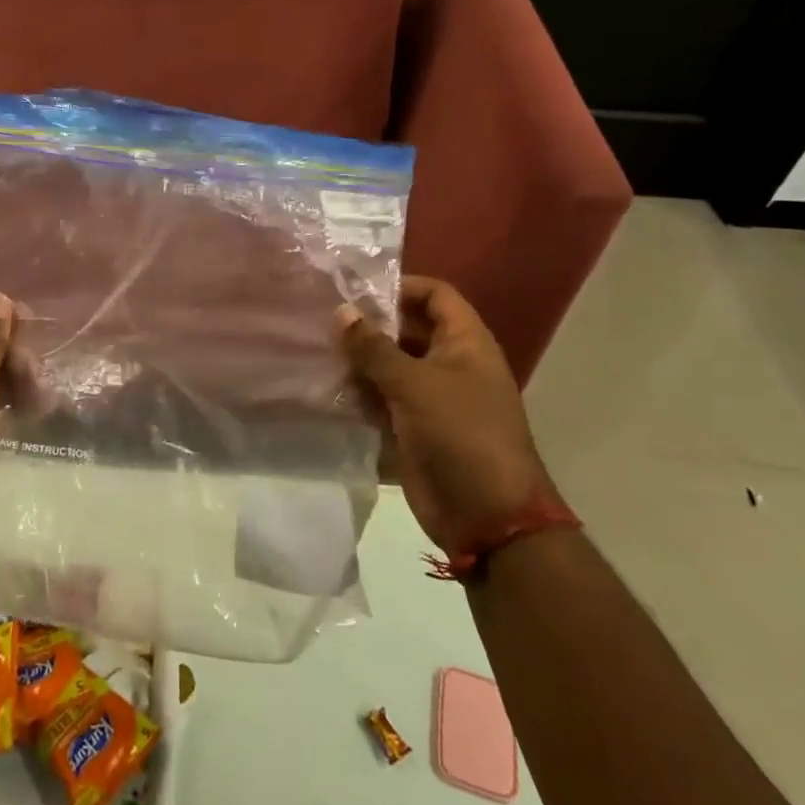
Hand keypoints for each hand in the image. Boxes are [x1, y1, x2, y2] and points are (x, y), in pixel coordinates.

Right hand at [337, 276, 563, 556]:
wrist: (488, 518)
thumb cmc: (460, 435)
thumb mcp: (414, 384)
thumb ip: (374, 347)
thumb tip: (341, 311)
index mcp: (465, 344)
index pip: (435, 295)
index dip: (401, 286)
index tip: (357, 290)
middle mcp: (450, 364)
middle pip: (407, 330)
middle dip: (370, 326)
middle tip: (323, 320)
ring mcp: (432, 399)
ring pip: (390, 367)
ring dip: (359, 362)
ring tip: (317, 352)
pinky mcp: (414, 429)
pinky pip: (382, 401)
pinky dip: (359, 396)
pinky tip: (326, 390)